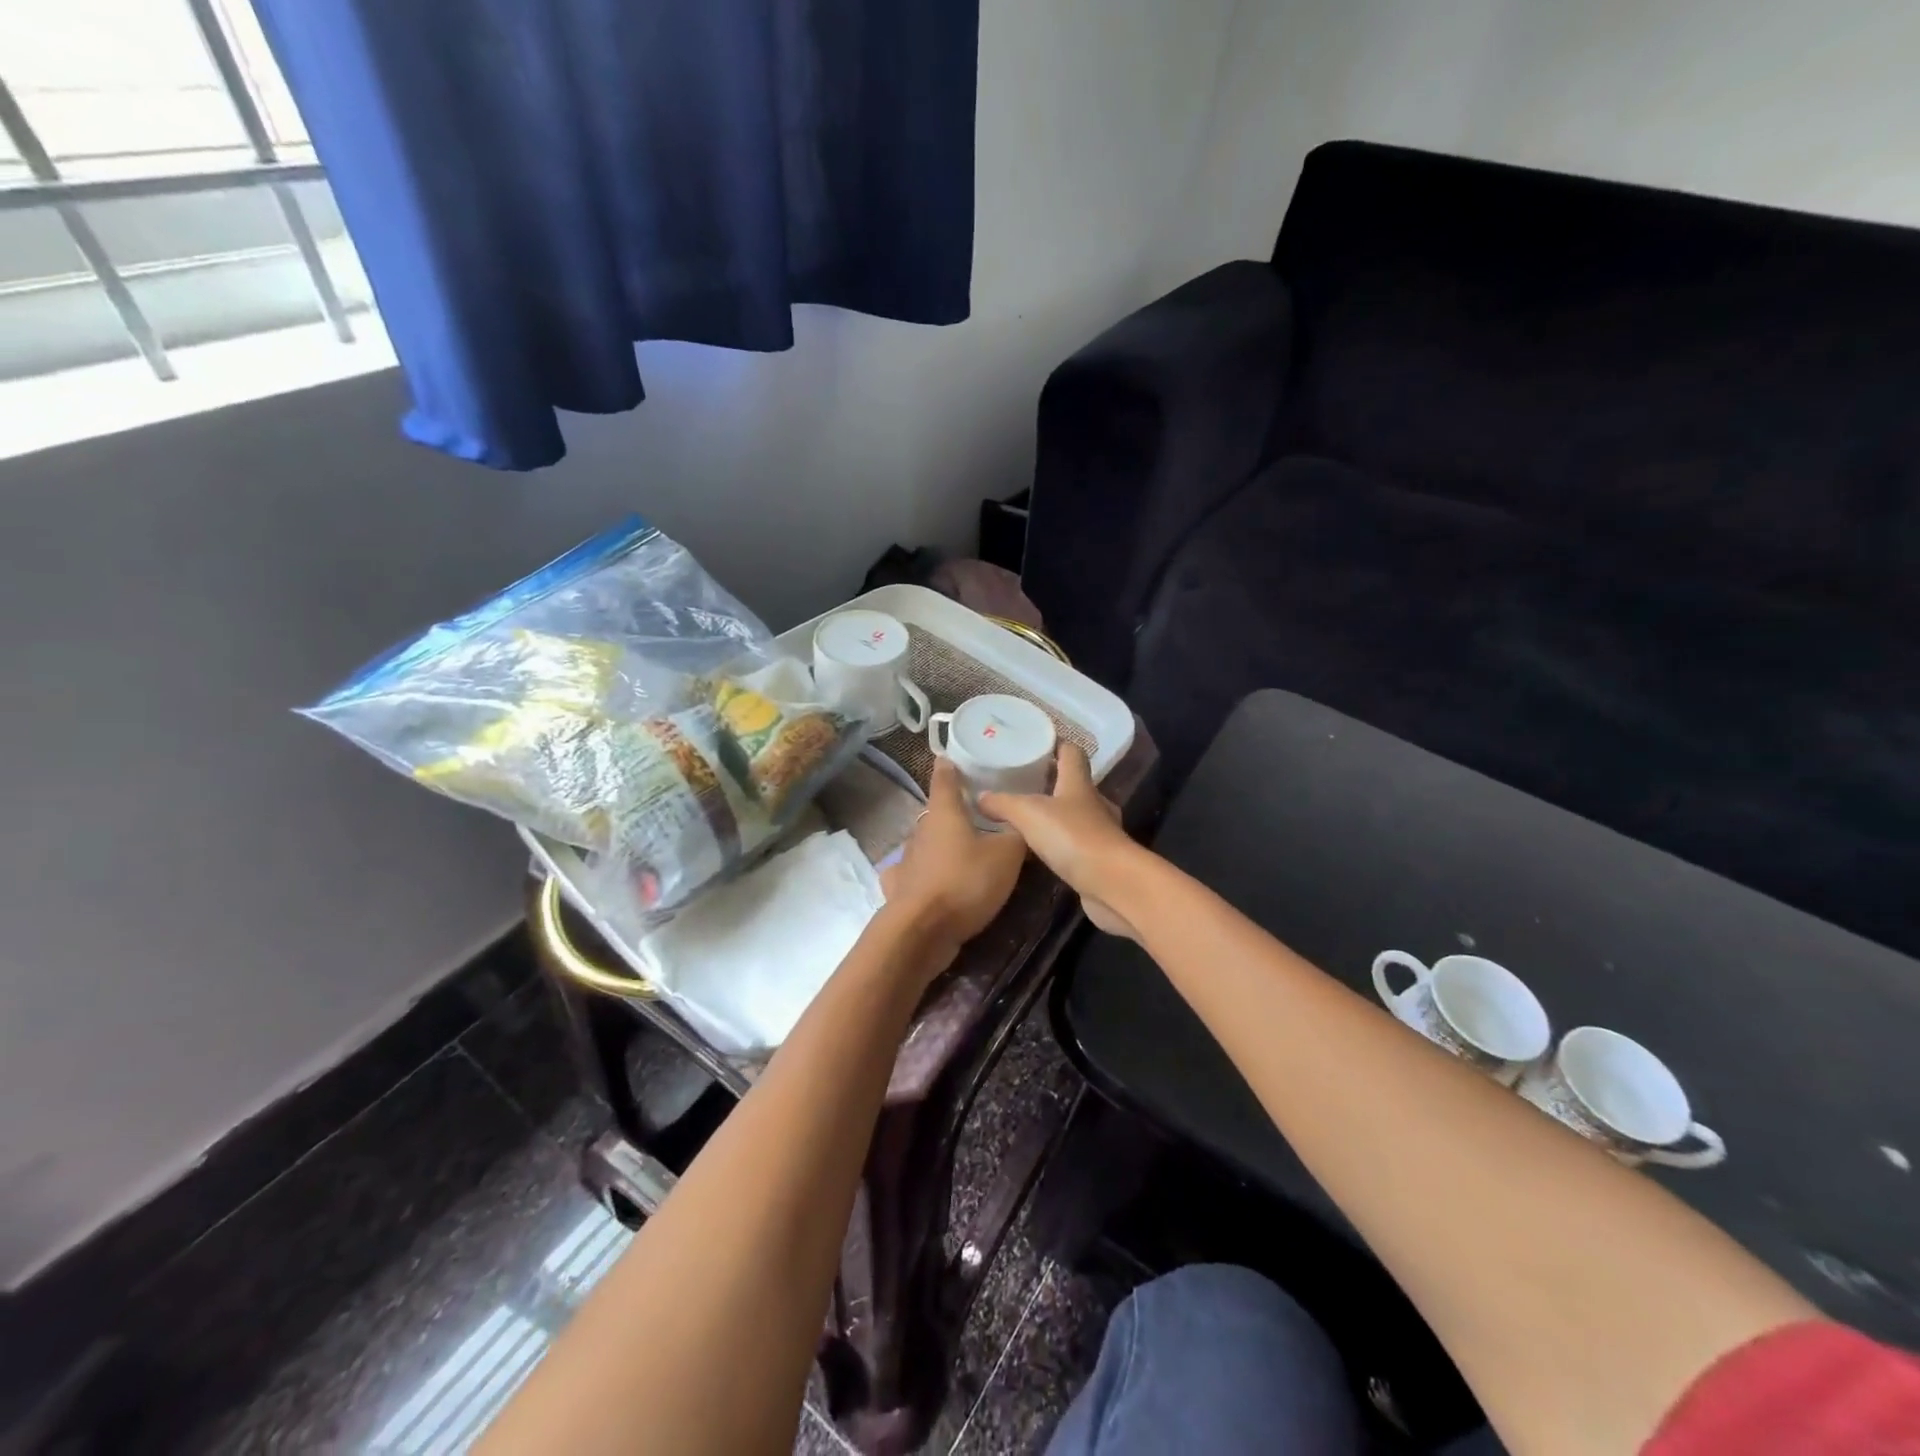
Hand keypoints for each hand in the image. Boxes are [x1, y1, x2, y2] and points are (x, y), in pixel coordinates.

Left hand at [881, 757, 1027, 962]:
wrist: (923, 929)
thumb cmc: (966, 881)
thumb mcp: (1007, 855)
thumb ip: (1017, 835)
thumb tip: (1024, 822)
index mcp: (944, 813)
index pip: (944, 779)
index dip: (949, 767)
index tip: (950, 758)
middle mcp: (921, 831)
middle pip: (935, 814)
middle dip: (951, 812)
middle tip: (973, 814)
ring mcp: (906, 860)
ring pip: (924, 844)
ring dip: (938, 845)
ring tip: (959, 851)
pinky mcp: (899, 889)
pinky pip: (910, 875)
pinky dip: (919, 874)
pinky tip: (926, 880)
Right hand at [979, 745, 1140, 939]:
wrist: (1112, 884)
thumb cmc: (1072, 837)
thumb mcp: (1028, 813)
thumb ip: (1002, 803)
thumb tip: (980, 797)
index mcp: (1078, 783)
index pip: (1071, 752)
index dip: (1055, 744)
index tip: (1035, 742)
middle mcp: (1093, 802)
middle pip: (1073, 783)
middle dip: (1050, 781)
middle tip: (1020, 782)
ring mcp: (1100, 831)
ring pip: (1074, 814)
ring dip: (1054, 814)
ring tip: (1024, 817)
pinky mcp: (1100, 858)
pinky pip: (1075, 843)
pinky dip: (1059, 842)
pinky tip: (1039, 851)